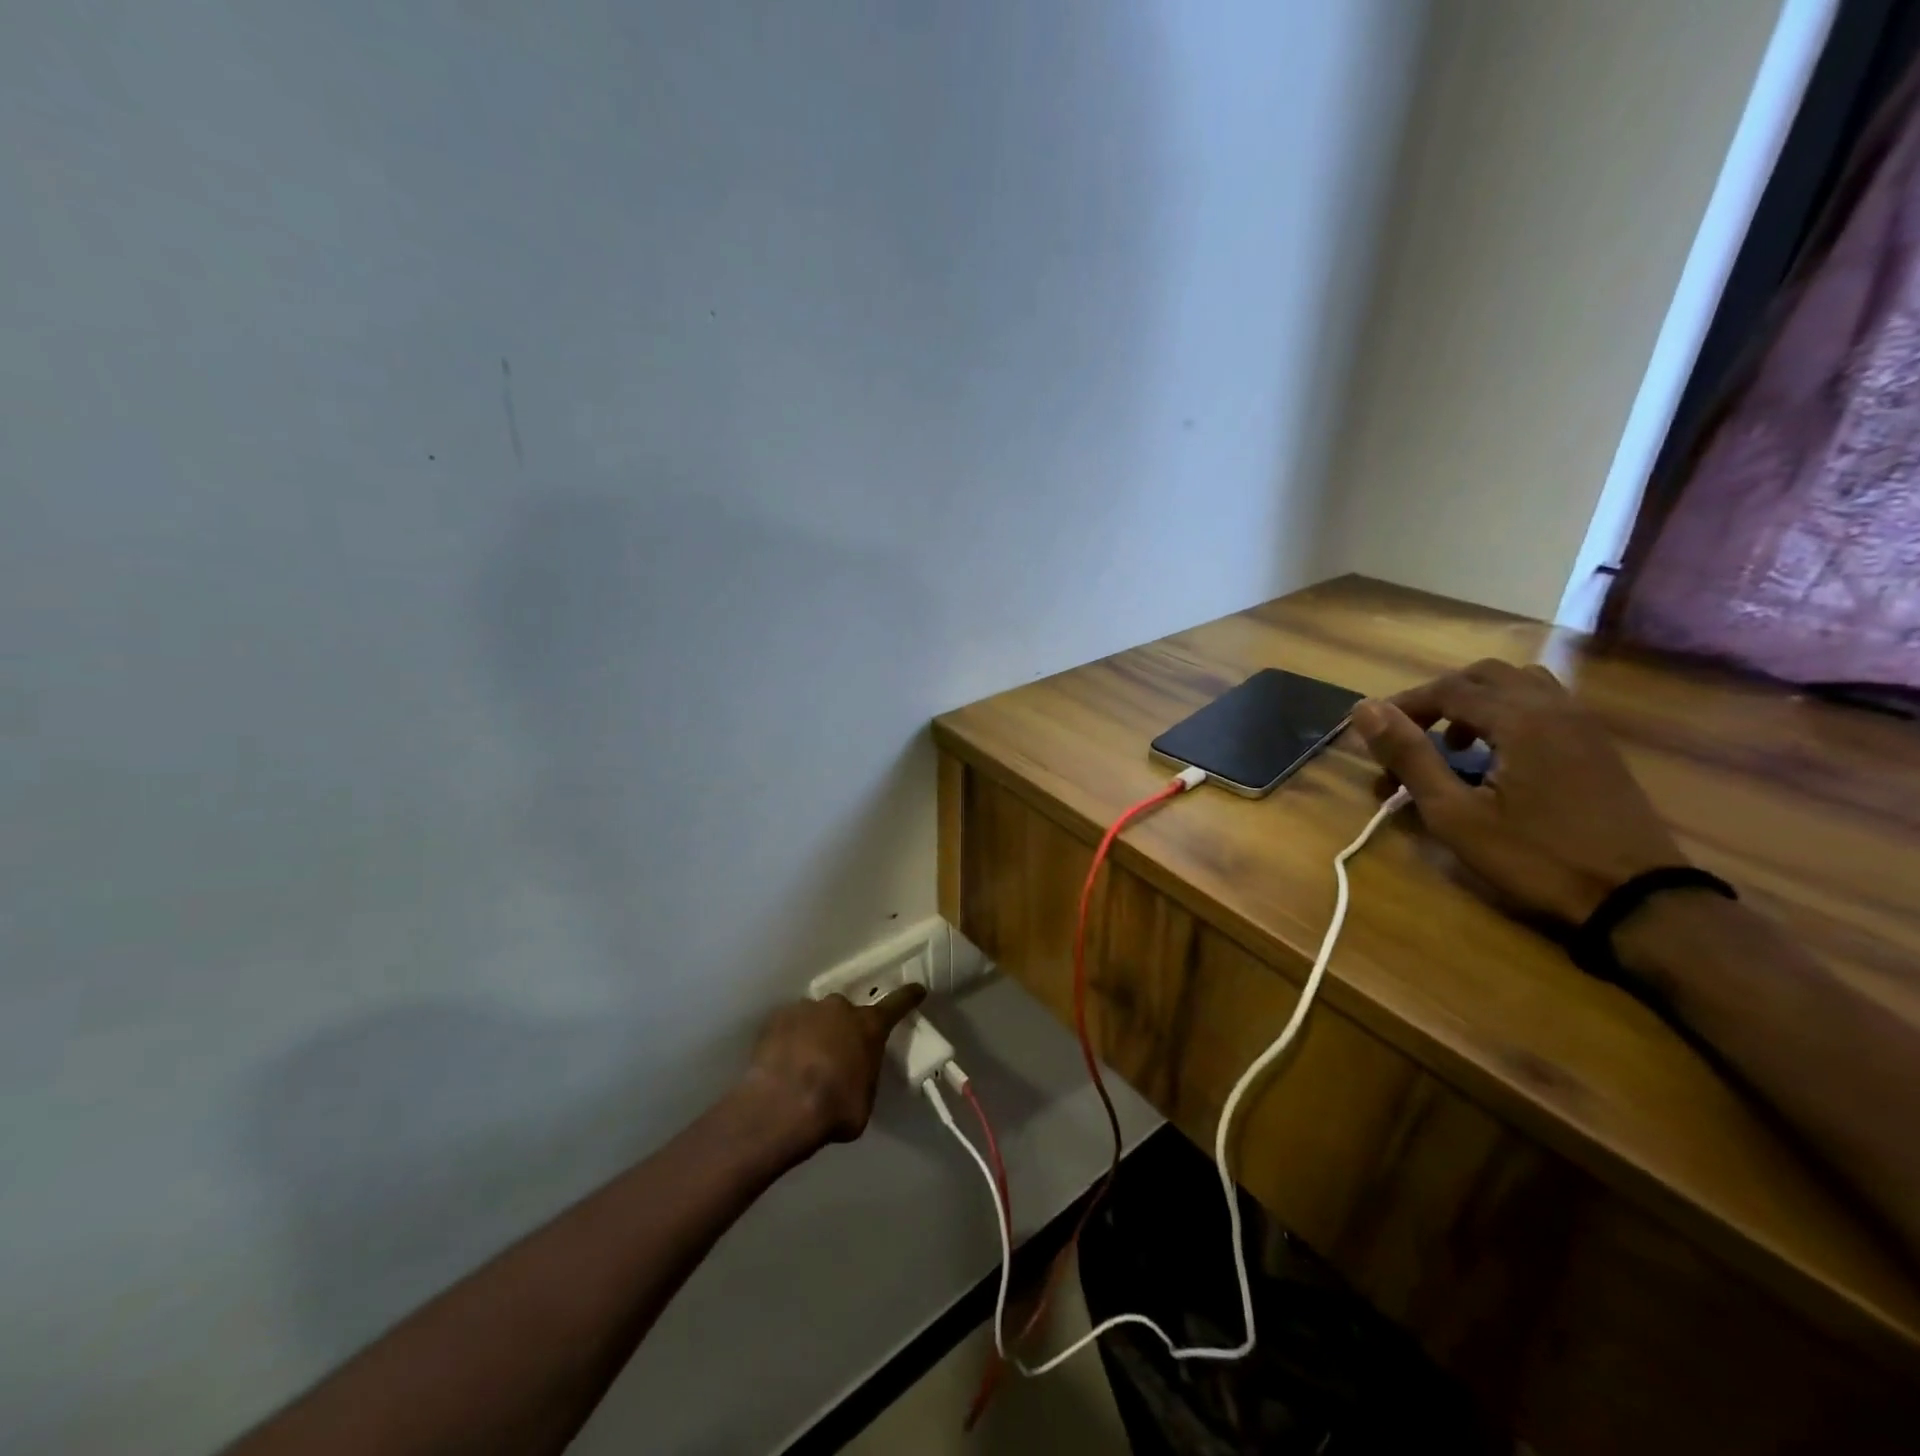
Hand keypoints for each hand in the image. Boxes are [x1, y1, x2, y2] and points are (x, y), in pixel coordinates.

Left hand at [739, 986, 926, 1149]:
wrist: (780, 1107)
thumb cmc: (834, 1108)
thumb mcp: (864, 1102)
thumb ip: (863, 1079)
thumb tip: (854, 1078)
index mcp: (869, 1027)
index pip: (897, 1004)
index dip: (908, 997)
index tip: (917, 989)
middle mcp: (840, 1009)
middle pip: (847, 1013)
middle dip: (843, 1030)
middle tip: (835, 1057)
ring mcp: (806, 1009)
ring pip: (815, 1018)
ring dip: (814, 1034)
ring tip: (802, 1063)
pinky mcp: (776, 1018)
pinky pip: (788, 1026)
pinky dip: (788, 1040)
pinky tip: (781, 1063)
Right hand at [1351, 659, 1685, 923]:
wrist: (1636, 899)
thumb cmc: (1535, 857)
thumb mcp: (1455, 813)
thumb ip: (1410, 756)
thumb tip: (1365, 708)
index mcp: (1520, 719)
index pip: (1448, 689)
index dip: (1404, 705)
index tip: (1374, 735)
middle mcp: (1554, 707)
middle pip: (1485, 675)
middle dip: (1439, 698)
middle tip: (1411, 736)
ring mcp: (1583, 725)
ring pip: (1519, 685)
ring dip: (1476, 702)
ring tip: (1453, 744)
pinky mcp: (1596, 746)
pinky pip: (1544, 704)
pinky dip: (1507, 713)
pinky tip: (1496, 757)